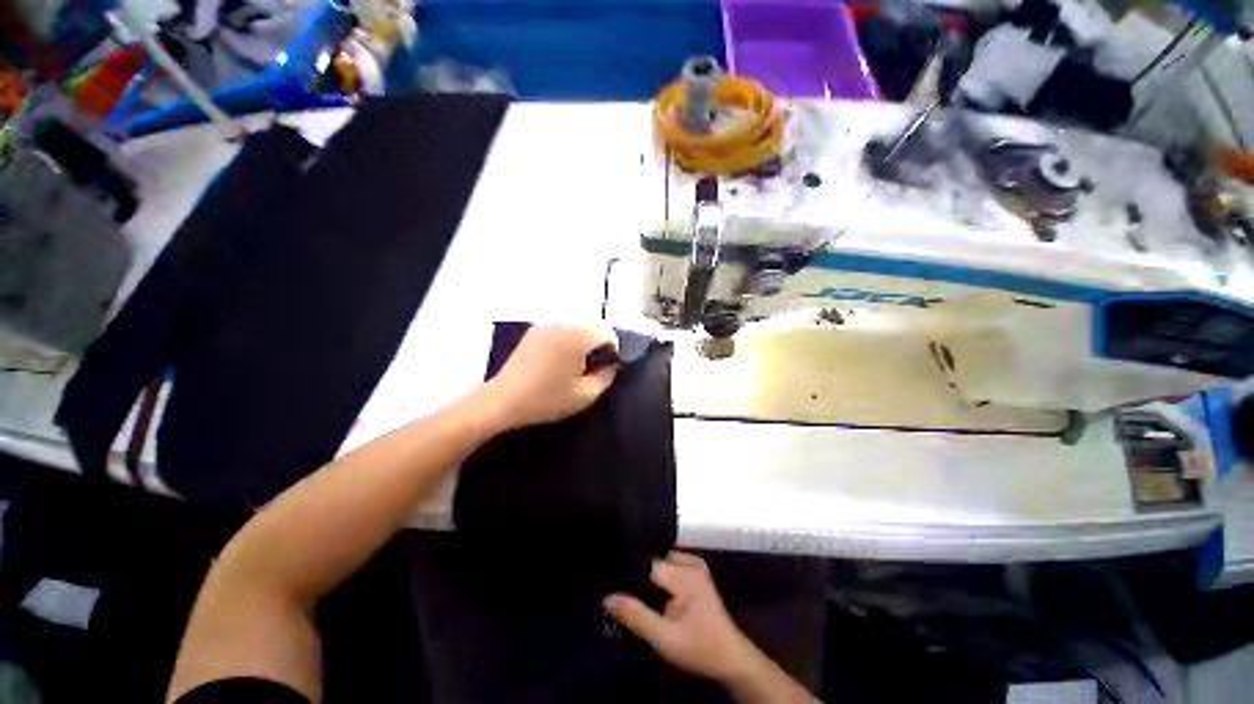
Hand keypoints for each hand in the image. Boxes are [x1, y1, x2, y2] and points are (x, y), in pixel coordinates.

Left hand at [484, 323, 618, 430]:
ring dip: (583, 341)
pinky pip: (560, 330)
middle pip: (592, 326)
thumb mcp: (585, 395)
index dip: (614, 348)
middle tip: (595, 367)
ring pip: (576, 327)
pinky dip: (567, 340)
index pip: (607, 332)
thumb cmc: (547, 399)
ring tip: (577, 364)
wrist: (503, 401)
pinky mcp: (533, 332)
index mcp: (576, 337)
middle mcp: (562, 324)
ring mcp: (545, 326)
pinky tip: (559, 360)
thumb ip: (607, 377)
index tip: (610, 366)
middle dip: (599, 343)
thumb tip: (613, 365)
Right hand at [603, 552, 758, 683]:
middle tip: (624, 596)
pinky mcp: (698, 571)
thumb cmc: (699, 649)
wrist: (731, 658)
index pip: (647, 564)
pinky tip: (655, 592)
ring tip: (638, 595)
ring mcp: (696, 564)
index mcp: (684, 575)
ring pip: (661, 562)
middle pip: (653, 561)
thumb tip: (607, 597)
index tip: (614, 587)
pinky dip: (660, 575)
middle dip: (639, 576)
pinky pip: (671, 564)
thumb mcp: (664, 639)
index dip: (630, 575)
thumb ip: (636, 616)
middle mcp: (690, 562)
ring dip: (649, 577)